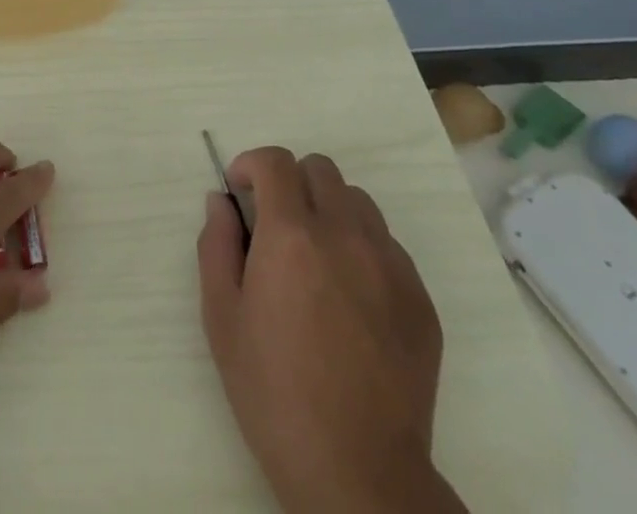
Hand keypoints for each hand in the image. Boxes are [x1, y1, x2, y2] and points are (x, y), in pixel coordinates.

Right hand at [197, 148, 463, 513]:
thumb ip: (216, 244)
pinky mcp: (420, 298)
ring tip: (316, 257)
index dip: (252, 165)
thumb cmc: (274, 393)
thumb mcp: (222, 317)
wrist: (358, 473)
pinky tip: (350, 297)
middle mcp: (345, 235)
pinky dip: (363, 249)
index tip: (241, 191)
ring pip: (357, 202)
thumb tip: (222, 201)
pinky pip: (388, 246)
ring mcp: (390, 265)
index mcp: (292, 235)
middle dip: (291, 183)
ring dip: (329, 210)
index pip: (275, 162)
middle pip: (320, 169)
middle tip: (276, 225)